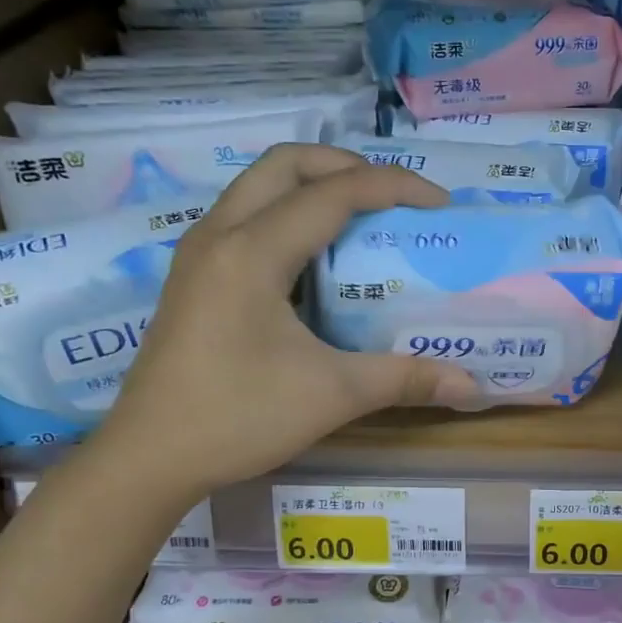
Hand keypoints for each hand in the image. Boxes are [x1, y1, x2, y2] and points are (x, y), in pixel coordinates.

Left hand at [93, 144, 474, 499]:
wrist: (148, 458)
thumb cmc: (237, 418)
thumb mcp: (332, 395)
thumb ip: (404, 379)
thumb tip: (473, 387)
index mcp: (252, 252)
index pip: (333, 193)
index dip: (393, 187)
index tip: (440, 203)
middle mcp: (220, 235)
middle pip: (286, 165)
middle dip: (346, 166)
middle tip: (393, 197)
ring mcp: (199, 254)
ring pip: (259, 186)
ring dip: (313, 186)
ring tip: (362, 219)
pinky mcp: (194, 277)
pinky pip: (246, 217)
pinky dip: (289, 214)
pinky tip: (316, 261)